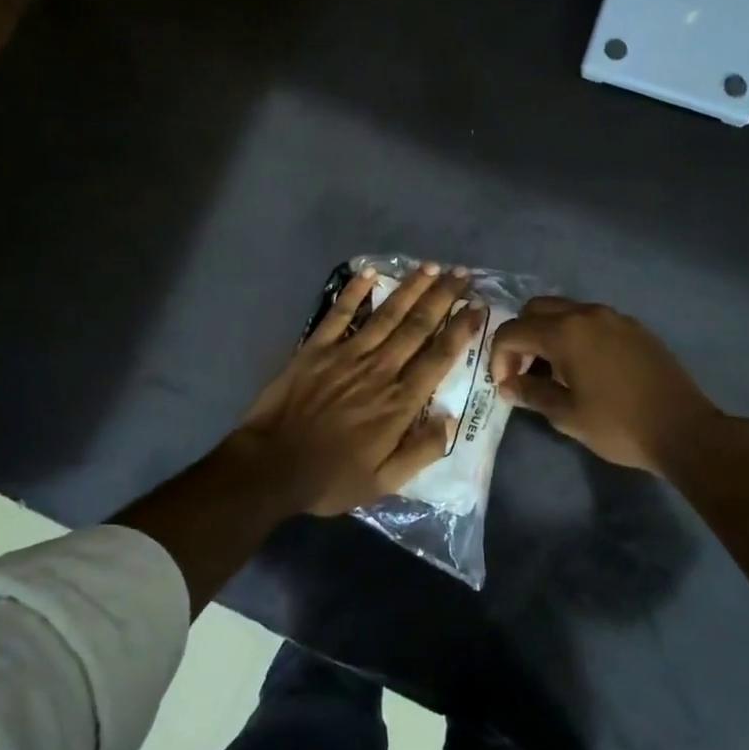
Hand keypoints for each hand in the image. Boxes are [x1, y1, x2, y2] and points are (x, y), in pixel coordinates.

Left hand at [231, 263, 484, 517]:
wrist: (271, 467)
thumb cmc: (331, 477)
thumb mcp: (385, 482)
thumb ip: (422, 451)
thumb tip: (451, 419)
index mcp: (399, 402)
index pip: (439, 357)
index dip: (461, 329)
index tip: (477, 307)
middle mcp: (379, 370)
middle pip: (418, 326)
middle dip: (443, 297)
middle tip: (461, 273)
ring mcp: (346, 355)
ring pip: (386, 314)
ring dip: (410, 288)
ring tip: (431, 267)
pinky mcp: (316, 349)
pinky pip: (339, 314)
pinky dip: (354, 292)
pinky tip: (370, 272)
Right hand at [489, 297, 723, 474]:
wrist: (684, 430)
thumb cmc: (618, 425)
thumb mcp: (567, 416)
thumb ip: (531, 394)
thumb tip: (509, 386)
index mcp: (565, 332)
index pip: (512, 331)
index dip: (499, 357)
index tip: (505, 384)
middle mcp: (587, 314)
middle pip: (536, 309)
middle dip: (521, 336)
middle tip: (524, 371)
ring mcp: (614, 317)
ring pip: (566, 311)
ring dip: (548, 333)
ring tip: (553, 372)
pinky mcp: (635, 328)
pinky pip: (592, 321)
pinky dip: (576, 335)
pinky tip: (585, 368)